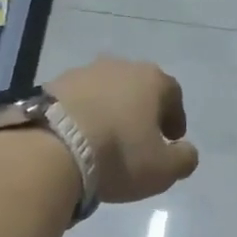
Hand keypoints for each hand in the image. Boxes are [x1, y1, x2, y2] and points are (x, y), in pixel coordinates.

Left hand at [47, 57, 200, 203]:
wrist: (52, 148)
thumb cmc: (119, 155)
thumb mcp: (163, 169)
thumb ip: (183, 159)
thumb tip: (186, 152)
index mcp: (151, 80)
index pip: (172, 93)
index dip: (175, 117)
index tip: (172, 138)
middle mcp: (117, 66)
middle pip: (137, 88)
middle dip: (141, 111)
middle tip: (140, 137)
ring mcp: (81, 73)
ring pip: (104, 92)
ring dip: (109, 112)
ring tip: (105, 140)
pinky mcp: (50, 86)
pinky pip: (76, 102)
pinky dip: (82, 117)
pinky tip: (78, 139)